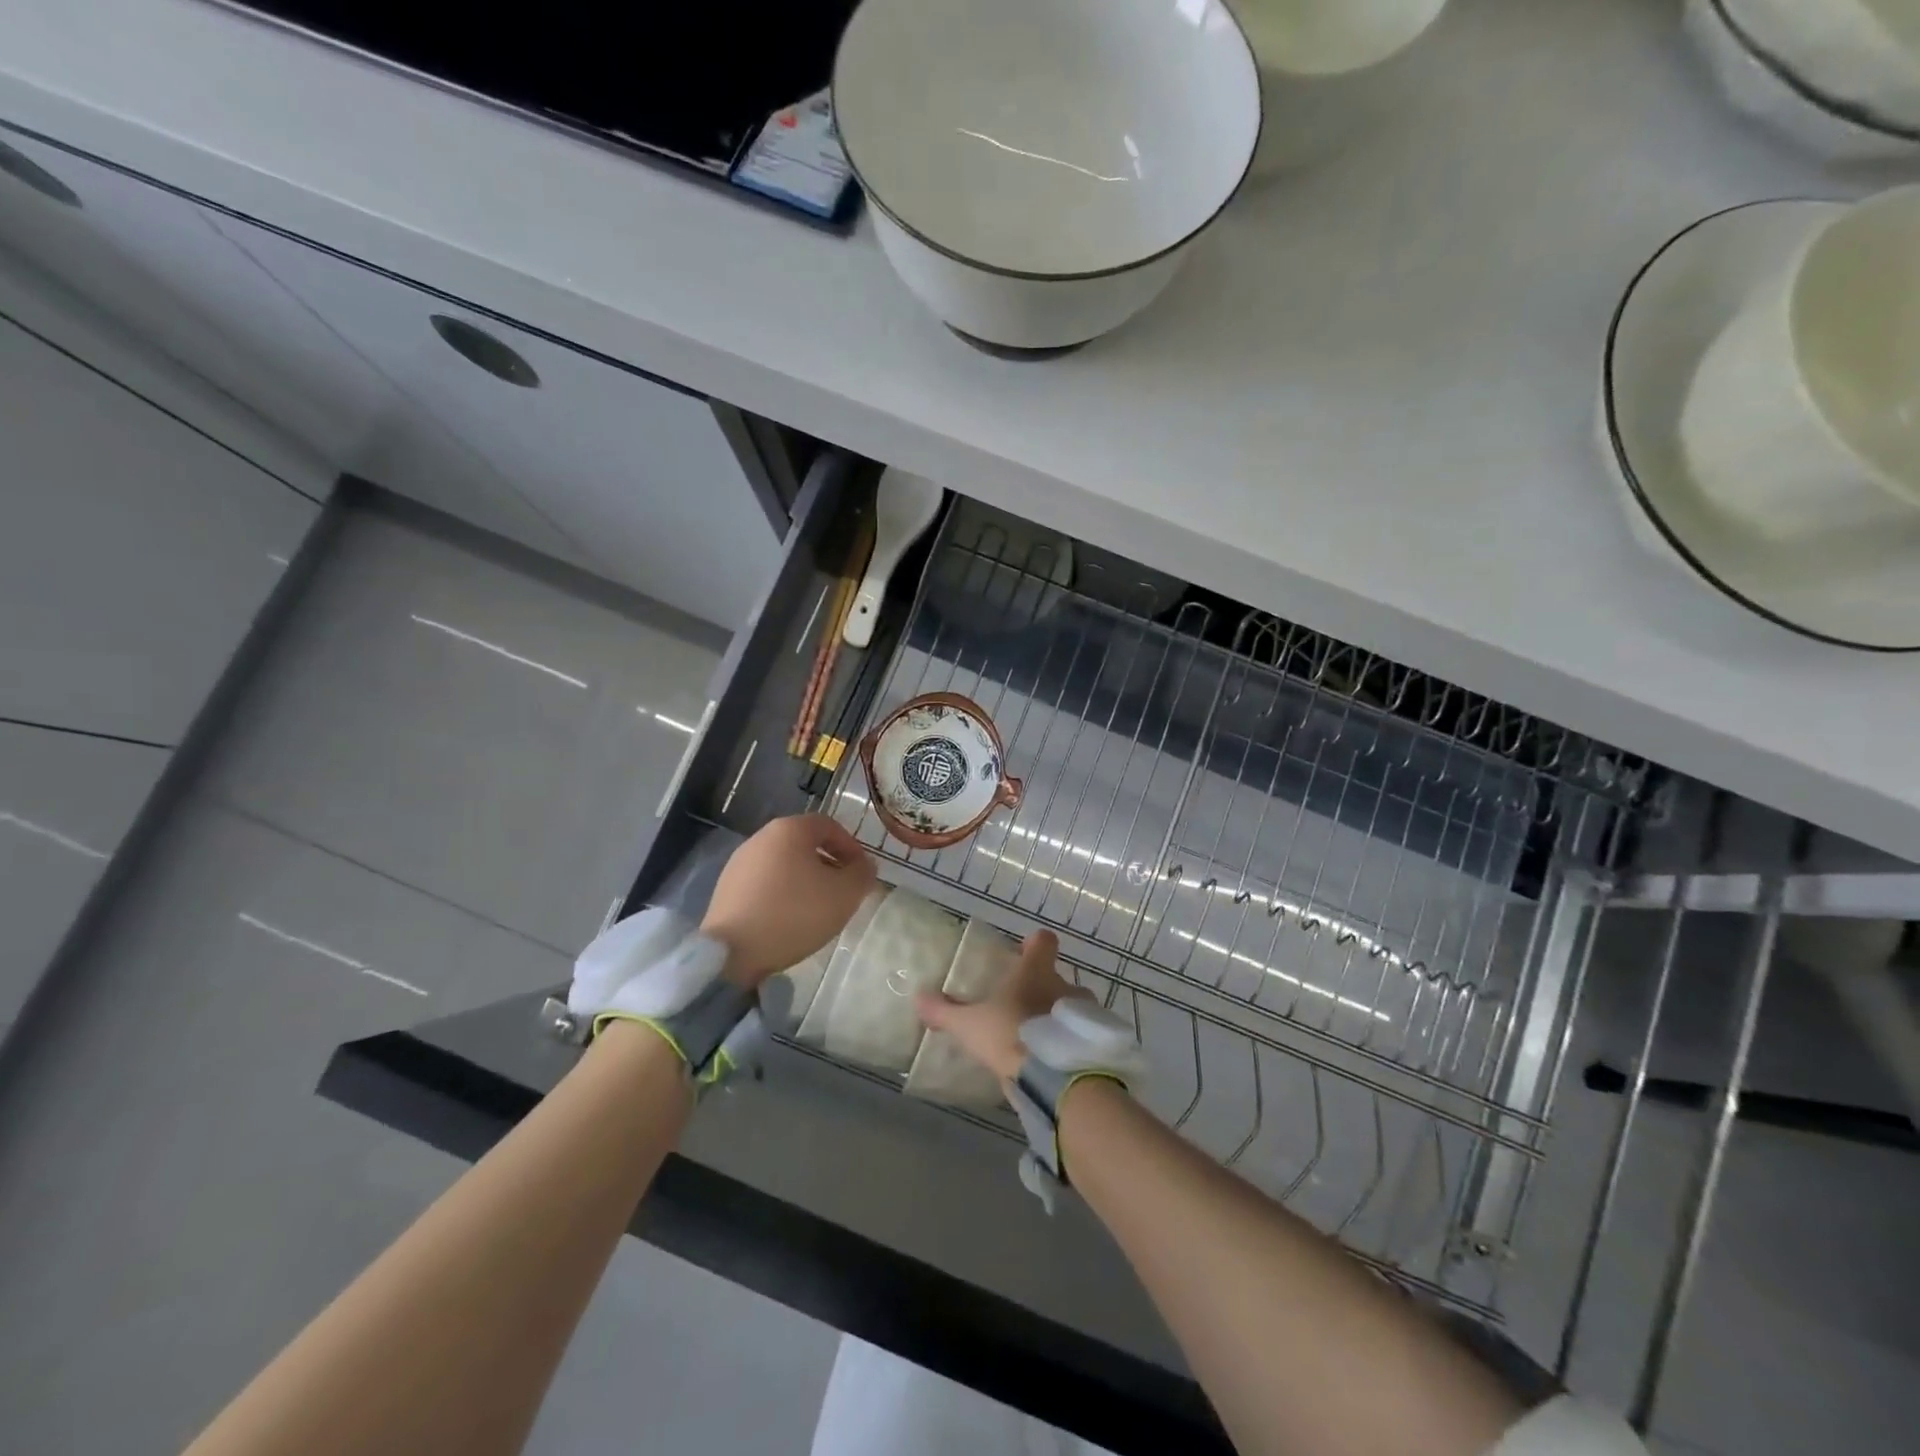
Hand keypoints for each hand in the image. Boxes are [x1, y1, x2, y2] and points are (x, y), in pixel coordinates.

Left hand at [702, 815, 875, 985]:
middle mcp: (761, 837)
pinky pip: (764, 883)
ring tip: (817, 909)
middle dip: (828, 864)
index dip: (851, 846)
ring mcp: (739, 863)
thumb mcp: (845, 895)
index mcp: (790, 829)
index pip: (829, 826)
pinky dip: (782, 894)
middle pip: (804, 843)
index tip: (861, 872)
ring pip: (784, 864)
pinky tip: (789, 920)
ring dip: (805, 880)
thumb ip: (862, 874)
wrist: (732, 952)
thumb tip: (864, 866)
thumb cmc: (795, 913)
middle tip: (842, 891)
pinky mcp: (726, 888)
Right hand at [915, 930, 1086, 1083]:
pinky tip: (1055, 1060)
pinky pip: (1081, 1034)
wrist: (1055, 1077)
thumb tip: (918, 998)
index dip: (1034, 944)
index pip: (1043, 941)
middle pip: (1057, 977)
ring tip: (1040, 1038)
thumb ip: (944, 1011)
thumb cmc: (1010, 1035)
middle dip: (1044, 988)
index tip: (1022, 954)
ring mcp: (1084, 1013)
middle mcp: (1065, 985)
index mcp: (1036, 971)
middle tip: (1023, 1007)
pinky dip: (1071, 1041)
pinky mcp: (1093, 1042)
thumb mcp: (969, 1026)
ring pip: (1073, 1006)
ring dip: (1060, 1016)